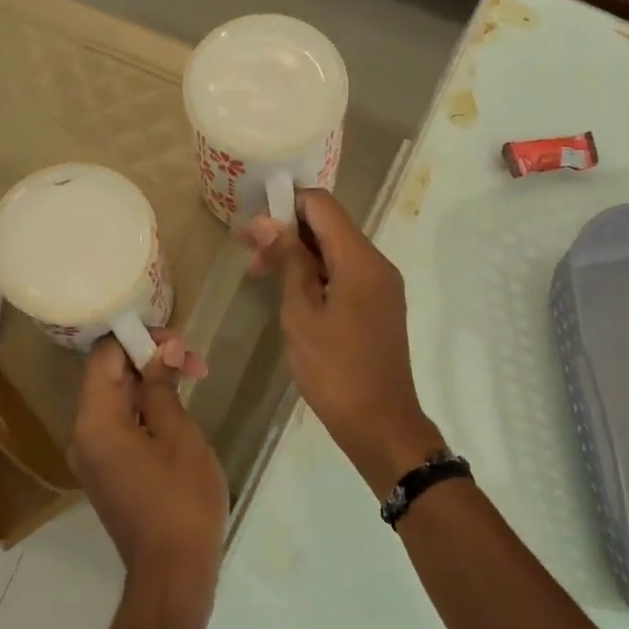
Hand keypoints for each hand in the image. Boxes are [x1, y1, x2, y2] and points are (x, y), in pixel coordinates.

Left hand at [69, 331, 226, 591]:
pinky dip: (143, 410)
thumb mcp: (179, 435)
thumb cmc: (181, 499)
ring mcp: (91, 456)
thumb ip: (163, 387)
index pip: (104, 357)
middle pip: (108, 377)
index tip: (179, 342)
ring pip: (115, 402)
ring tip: (191, 379)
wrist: (172, 571)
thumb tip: (161, 349)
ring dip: (149, 384)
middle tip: (194, 362)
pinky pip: (118, 426)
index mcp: (95, 421)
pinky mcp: (104, 472)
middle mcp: (81, 435)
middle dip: (149, 360)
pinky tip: (174, 409)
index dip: (139, 339)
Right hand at [239, 190, 441, 498]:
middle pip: (329, 227)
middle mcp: (377, 264)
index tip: (251, 225)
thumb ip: (288, 262)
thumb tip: (268, 221)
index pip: (322, 205)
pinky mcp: (378, 307)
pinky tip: (290, 294)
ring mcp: (381, 287)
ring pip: (335, 252)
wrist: (380, 423)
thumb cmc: (334, 370)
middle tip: (247, 254)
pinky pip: (345, 275)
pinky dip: (316, 276)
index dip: (285, 205)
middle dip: (287, 232)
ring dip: (298, 256)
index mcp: (361, 260)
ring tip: (259, 275)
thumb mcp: (302, 313)